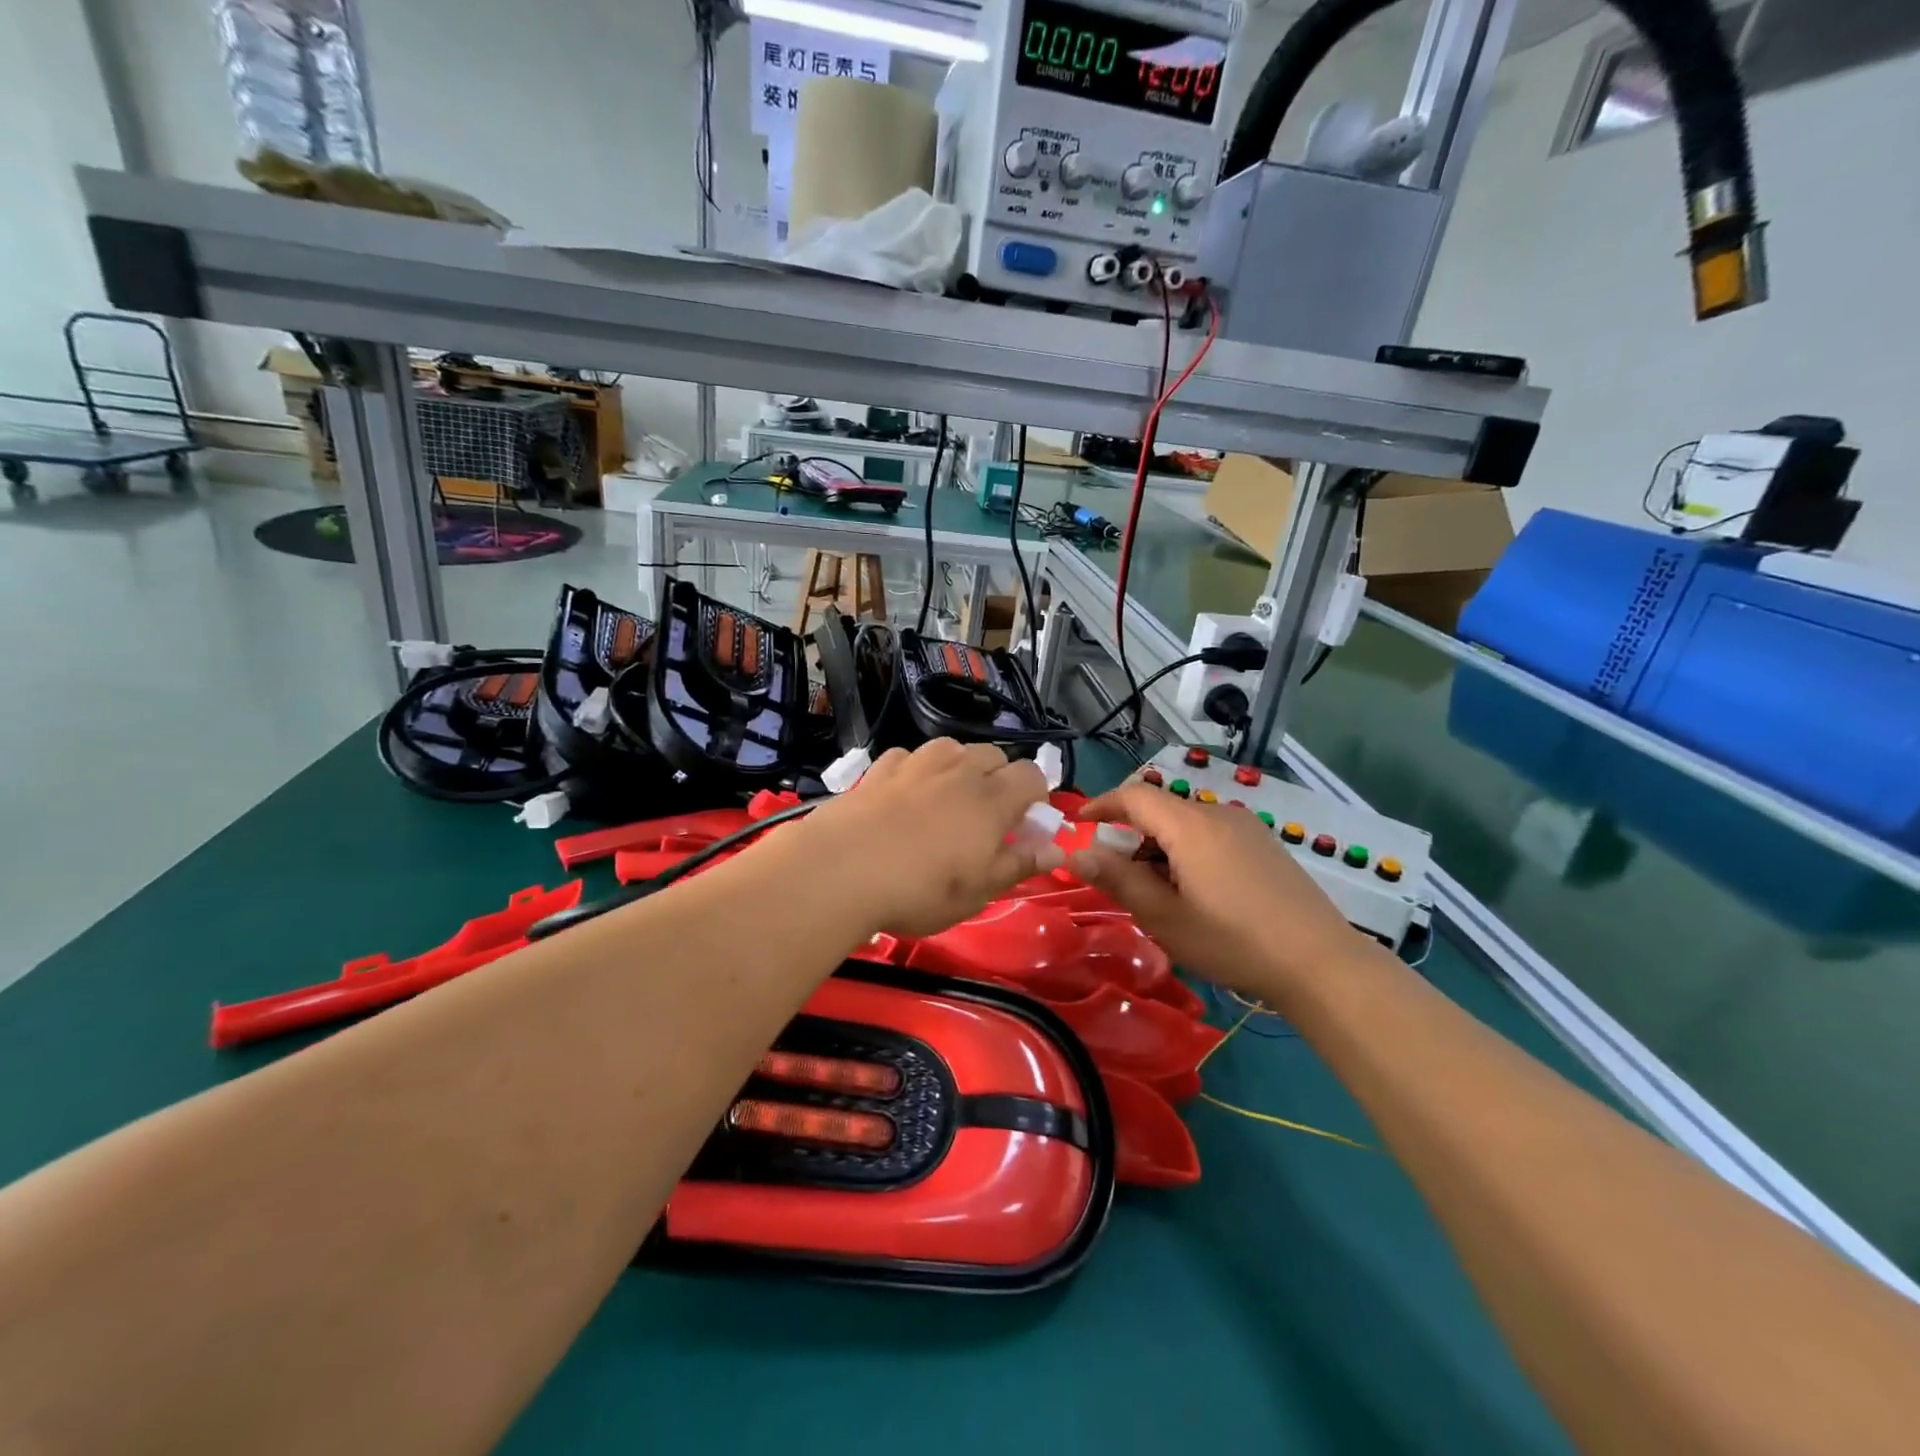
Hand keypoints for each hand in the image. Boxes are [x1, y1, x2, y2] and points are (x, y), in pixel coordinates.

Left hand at [793, 739, 1060, 938]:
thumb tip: (1057, 850)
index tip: (1024, 821)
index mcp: (991, 800)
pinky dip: (915, 769)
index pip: (1031, 775)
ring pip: (950, 748)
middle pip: (993, 754)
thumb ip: (1019, 865)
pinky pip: (907, 756)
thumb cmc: (920, 889)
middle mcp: (958, 772)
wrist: (842, 870)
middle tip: (985, 814)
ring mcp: (915, 765)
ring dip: (958, 765)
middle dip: (998, 777)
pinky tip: (904, 791)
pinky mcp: (879, 769)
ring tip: (946, 796)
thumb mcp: (978, 892)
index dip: (1035, 794)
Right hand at [1068, 784, 1362, 999]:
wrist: (1320, 963)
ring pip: (1186, 824)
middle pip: (1160, 810)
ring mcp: (1247, 828)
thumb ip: (1117, 880)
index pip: (1134, 796)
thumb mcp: (1164, 916)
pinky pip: (1211, 835)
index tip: (1078, 826)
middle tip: (1118, 878)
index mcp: (1190, 825)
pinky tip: (1196, 892)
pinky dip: (1187, 852)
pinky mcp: (1265, 845)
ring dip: (1160, 847)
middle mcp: (1218, 814)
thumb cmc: (1232, 941)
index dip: (1101, 805)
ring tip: (1158, 893)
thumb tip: (1075, 854)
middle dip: (1130, 836)